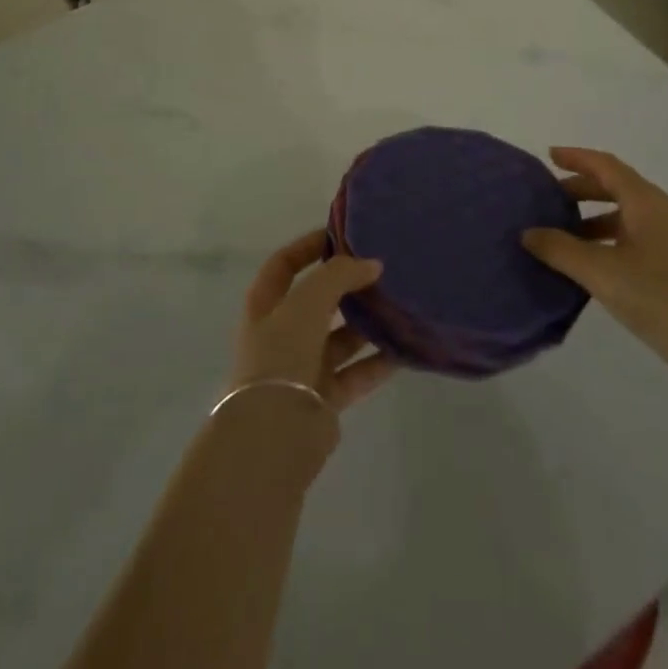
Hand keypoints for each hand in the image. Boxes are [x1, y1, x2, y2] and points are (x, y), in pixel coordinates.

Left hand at [233, 230, 396, 411]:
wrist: (275, 433)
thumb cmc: (282, 354)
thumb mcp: (307, 301)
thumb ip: (339, 275)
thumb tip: (372, 264)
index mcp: (264, 305)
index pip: (285, 264)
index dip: (310, 246)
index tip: (344, 235)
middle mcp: (281, 333)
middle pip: (316, 300)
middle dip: (346, 286)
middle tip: (381, 271)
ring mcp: (302, 366)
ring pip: (339, 337)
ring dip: (365, 323)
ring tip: (398, 305)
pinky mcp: (323, 398)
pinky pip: (355, 372)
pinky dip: (377, 361)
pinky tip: (403, 350)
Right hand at [521, 147, 667, 359]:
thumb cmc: (659, 298)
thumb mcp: (600, 272)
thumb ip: (560, 249)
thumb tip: (529, 233)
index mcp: (646, 202)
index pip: (606, 166)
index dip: (577, 158)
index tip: (549, 156)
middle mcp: (664, 211)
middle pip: (618, 187)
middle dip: (583, 189)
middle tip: (551, 199)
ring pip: (629, 213)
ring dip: (596, 216)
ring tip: (567, 235)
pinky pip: (640, 234)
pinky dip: (613, 236)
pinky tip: (597, 262)